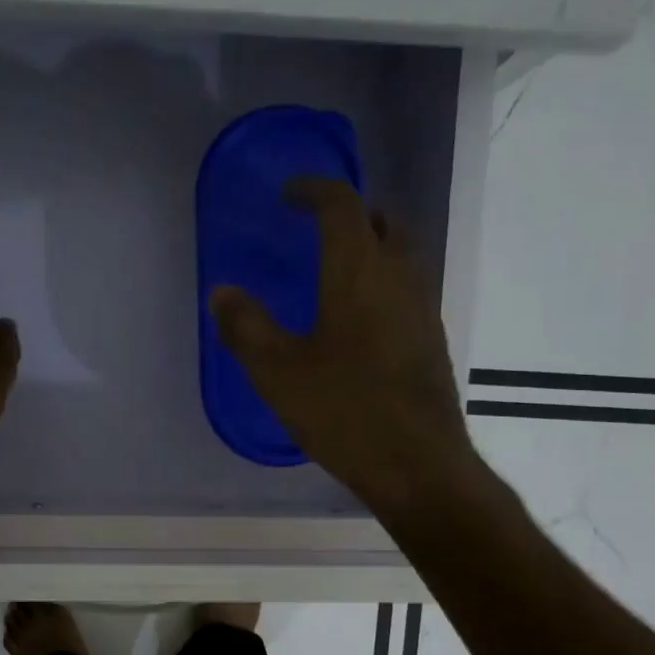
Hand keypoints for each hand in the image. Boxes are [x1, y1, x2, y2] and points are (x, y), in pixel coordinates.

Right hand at [210, 180, 480, 520]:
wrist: (417, 463)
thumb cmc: (344, 412)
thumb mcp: (279, 374)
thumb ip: (247, 328)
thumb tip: (222, 292)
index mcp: (359, 270)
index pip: (342, 204)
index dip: (315, 191)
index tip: (290, 195)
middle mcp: (400, 276)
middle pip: (383, 221)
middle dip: (351, 214)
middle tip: (318, 228)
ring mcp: (423, 307)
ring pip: (403, 254)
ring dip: (372, 247)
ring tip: (337, 271)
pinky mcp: (432, 339)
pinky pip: (408, 288)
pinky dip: (383, 281)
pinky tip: (360, 320)